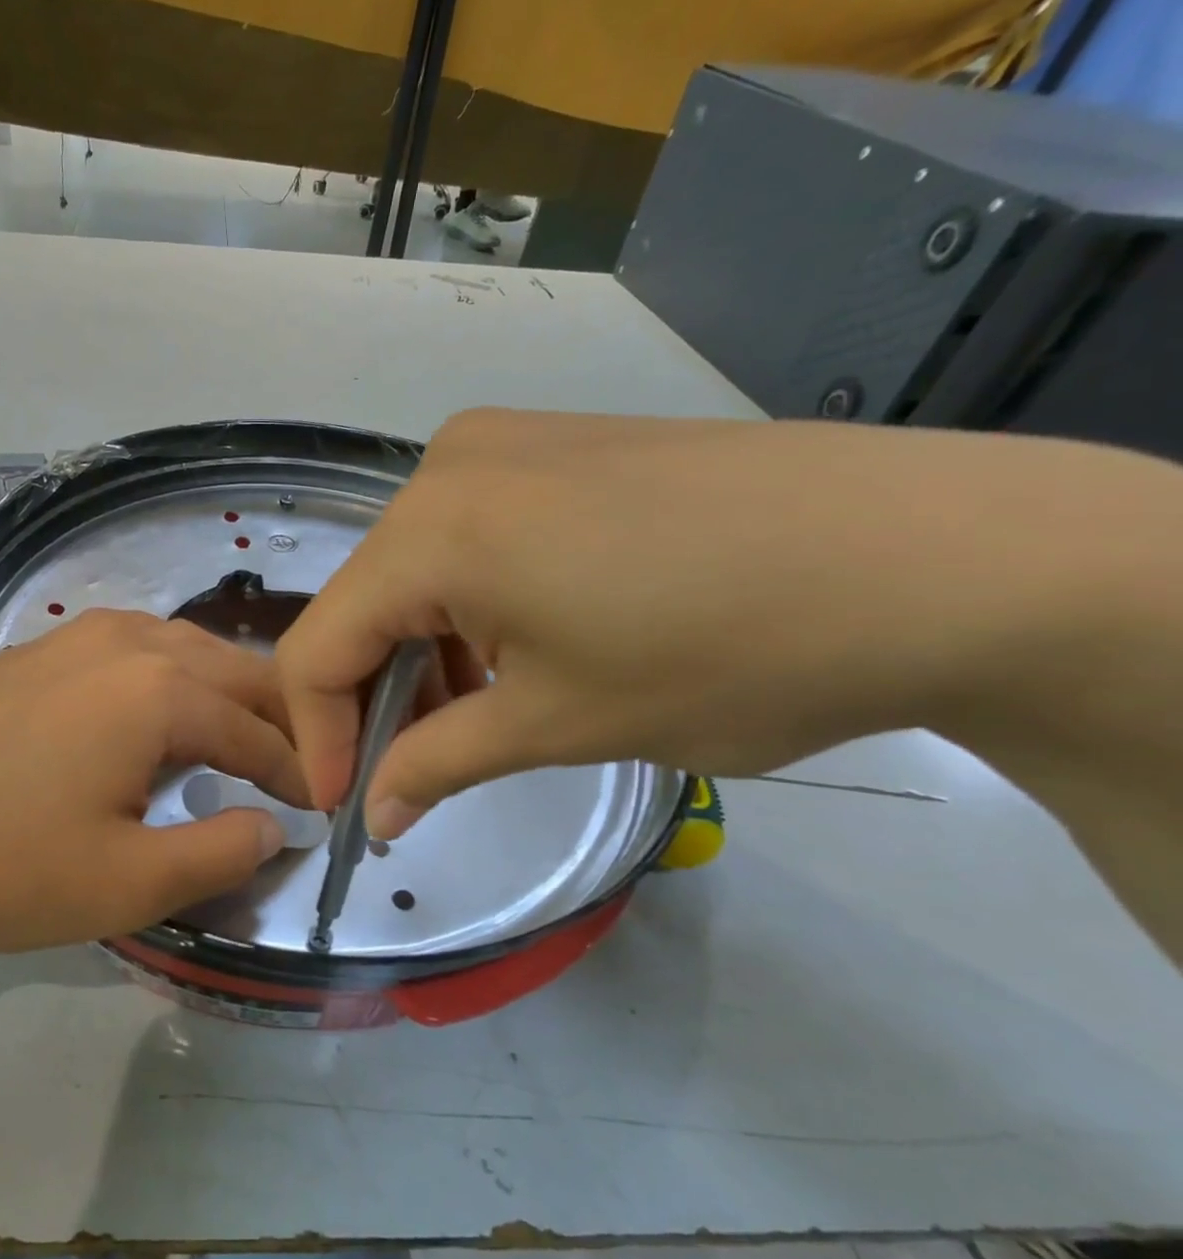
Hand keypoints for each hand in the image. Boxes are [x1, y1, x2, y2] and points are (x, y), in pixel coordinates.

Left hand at [0, 610, 305, 951]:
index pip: (258, 731)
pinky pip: (135, 650)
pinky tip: (160, 711)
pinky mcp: (36, 650)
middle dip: (276, 719)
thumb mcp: (124, 884)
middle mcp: (129, 642)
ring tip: (241, 738)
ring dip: (226, 692)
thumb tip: (273, 826)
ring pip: (185, 649)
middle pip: (233, 672)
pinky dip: (174, 678)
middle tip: (299, 767)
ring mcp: (75, 637)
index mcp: (160, 690)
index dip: (297, 772)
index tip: (323, 807)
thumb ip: (220, 853)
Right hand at [276, 407, 1125, 837]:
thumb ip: (437, 766)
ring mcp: (502, 445)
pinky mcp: (555, 444)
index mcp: (431, 531)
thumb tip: (376, 814)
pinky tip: (514, 649)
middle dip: (372, 697)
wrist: (940, 553)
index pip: (319, 648)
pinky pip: (467, 536)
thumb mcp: (559, 725)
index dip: (320, 736)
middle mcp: (445, 468)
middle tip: (405, 772)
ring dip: (421, 653)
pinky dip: (466, 605)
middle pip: (363, 603)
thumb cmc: (727, 653)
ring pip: (413, 570)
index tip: (349, 805)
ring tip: (469, 719)